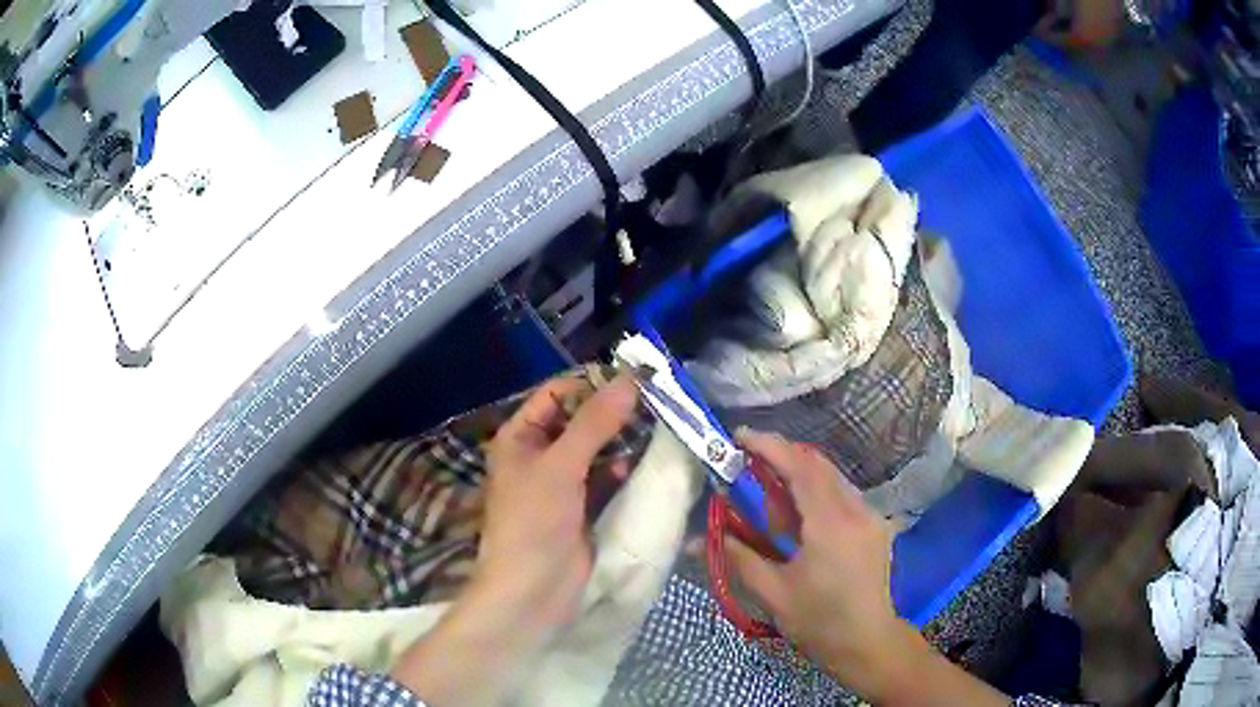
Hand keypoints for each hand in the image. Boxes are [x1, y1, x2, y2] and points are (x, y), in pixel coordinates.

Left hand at [391, 374, 638, 705]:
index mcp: (520, 437)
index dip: (591, 383)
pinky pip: (604, 477)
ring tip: (657, 427)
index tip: (635, 378)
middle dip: (612, 411)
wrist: (532, 592)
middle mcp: (538, 454)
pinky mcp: (581, 507)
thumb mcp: (560, 467)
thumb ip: (594, 423)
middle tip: (656, 401)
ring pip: (595, 448)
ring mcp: (561, 483)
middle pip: (578, 419)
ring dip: (620, 440)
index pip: (556, 394)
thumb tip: (631, 379)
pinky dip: (620, 469)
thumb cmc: (534, 523)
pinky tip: (640, 466)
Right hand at [724, 430, 910, 699]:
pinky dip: (814, 492)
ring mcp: (870, 517)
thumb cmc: (818, 621)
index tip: (739, 437)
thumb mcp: (773, 592)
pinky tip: (797, 517)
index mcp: (831, 524)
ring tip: (767, 495)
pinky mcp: (873, 527)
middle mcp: (856, 510)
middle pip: (818, 465)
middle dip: (782, 456)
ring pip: (831, 478)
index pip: (801, 468)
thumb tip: (696, 539)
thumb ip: (738, 557)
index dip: (769, 447)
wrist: (867, 642)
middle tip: (747, 463)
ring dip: (798, 475)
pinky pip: (841, 495)